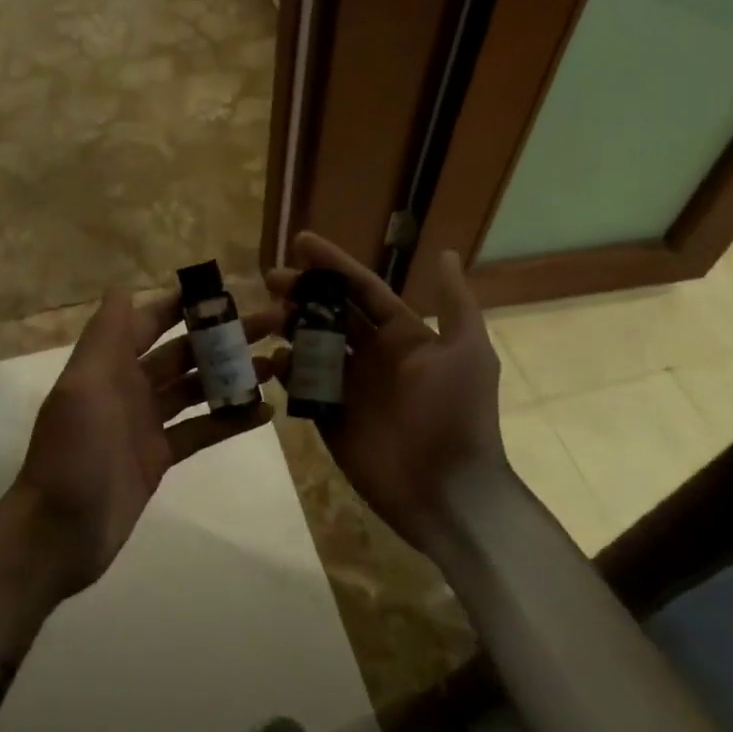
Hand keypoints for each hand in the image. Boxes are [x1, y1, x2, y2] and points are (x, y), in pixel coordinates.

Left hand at [1, 287, 278, 601]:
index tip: (227, 289)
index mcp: (110, 364)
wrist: (58, 532)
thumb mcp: (83, 386)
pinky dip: (230, 420)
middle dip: (221, 336)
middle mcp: (129, 386)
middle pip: (182, 352)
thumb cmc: (72, 453)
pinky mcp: (159, 457)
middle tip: (270, 323)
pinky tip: (264, 412)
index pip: (150, 321)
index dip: (184, 303)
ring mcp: (146, 423)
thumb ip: (105, 336)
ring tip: (276, 364)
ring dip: (231, 375)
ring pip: (196, 388)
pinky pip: (201, 430)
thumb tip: (122, 288)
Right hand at [268, 233, 510, 553]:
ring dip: (289, 327)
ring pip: (311, 346)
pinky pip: (302, 387)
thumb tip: (447, 252)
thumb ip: (453, 303)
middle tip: (271, 279)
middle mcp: (372, 356)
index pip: (361, 290)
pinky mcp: (330, 417)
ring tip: (266, 315)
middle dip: (302, 293)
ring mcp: (349, 387)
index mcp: (402, 336)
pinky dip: (288, 371)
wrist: (447, 489)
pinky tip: (275, 359)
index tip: (300, 242)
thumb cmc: (456, 413)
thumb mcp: (466, 351)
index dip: (333, 265)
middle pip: (329, 314)